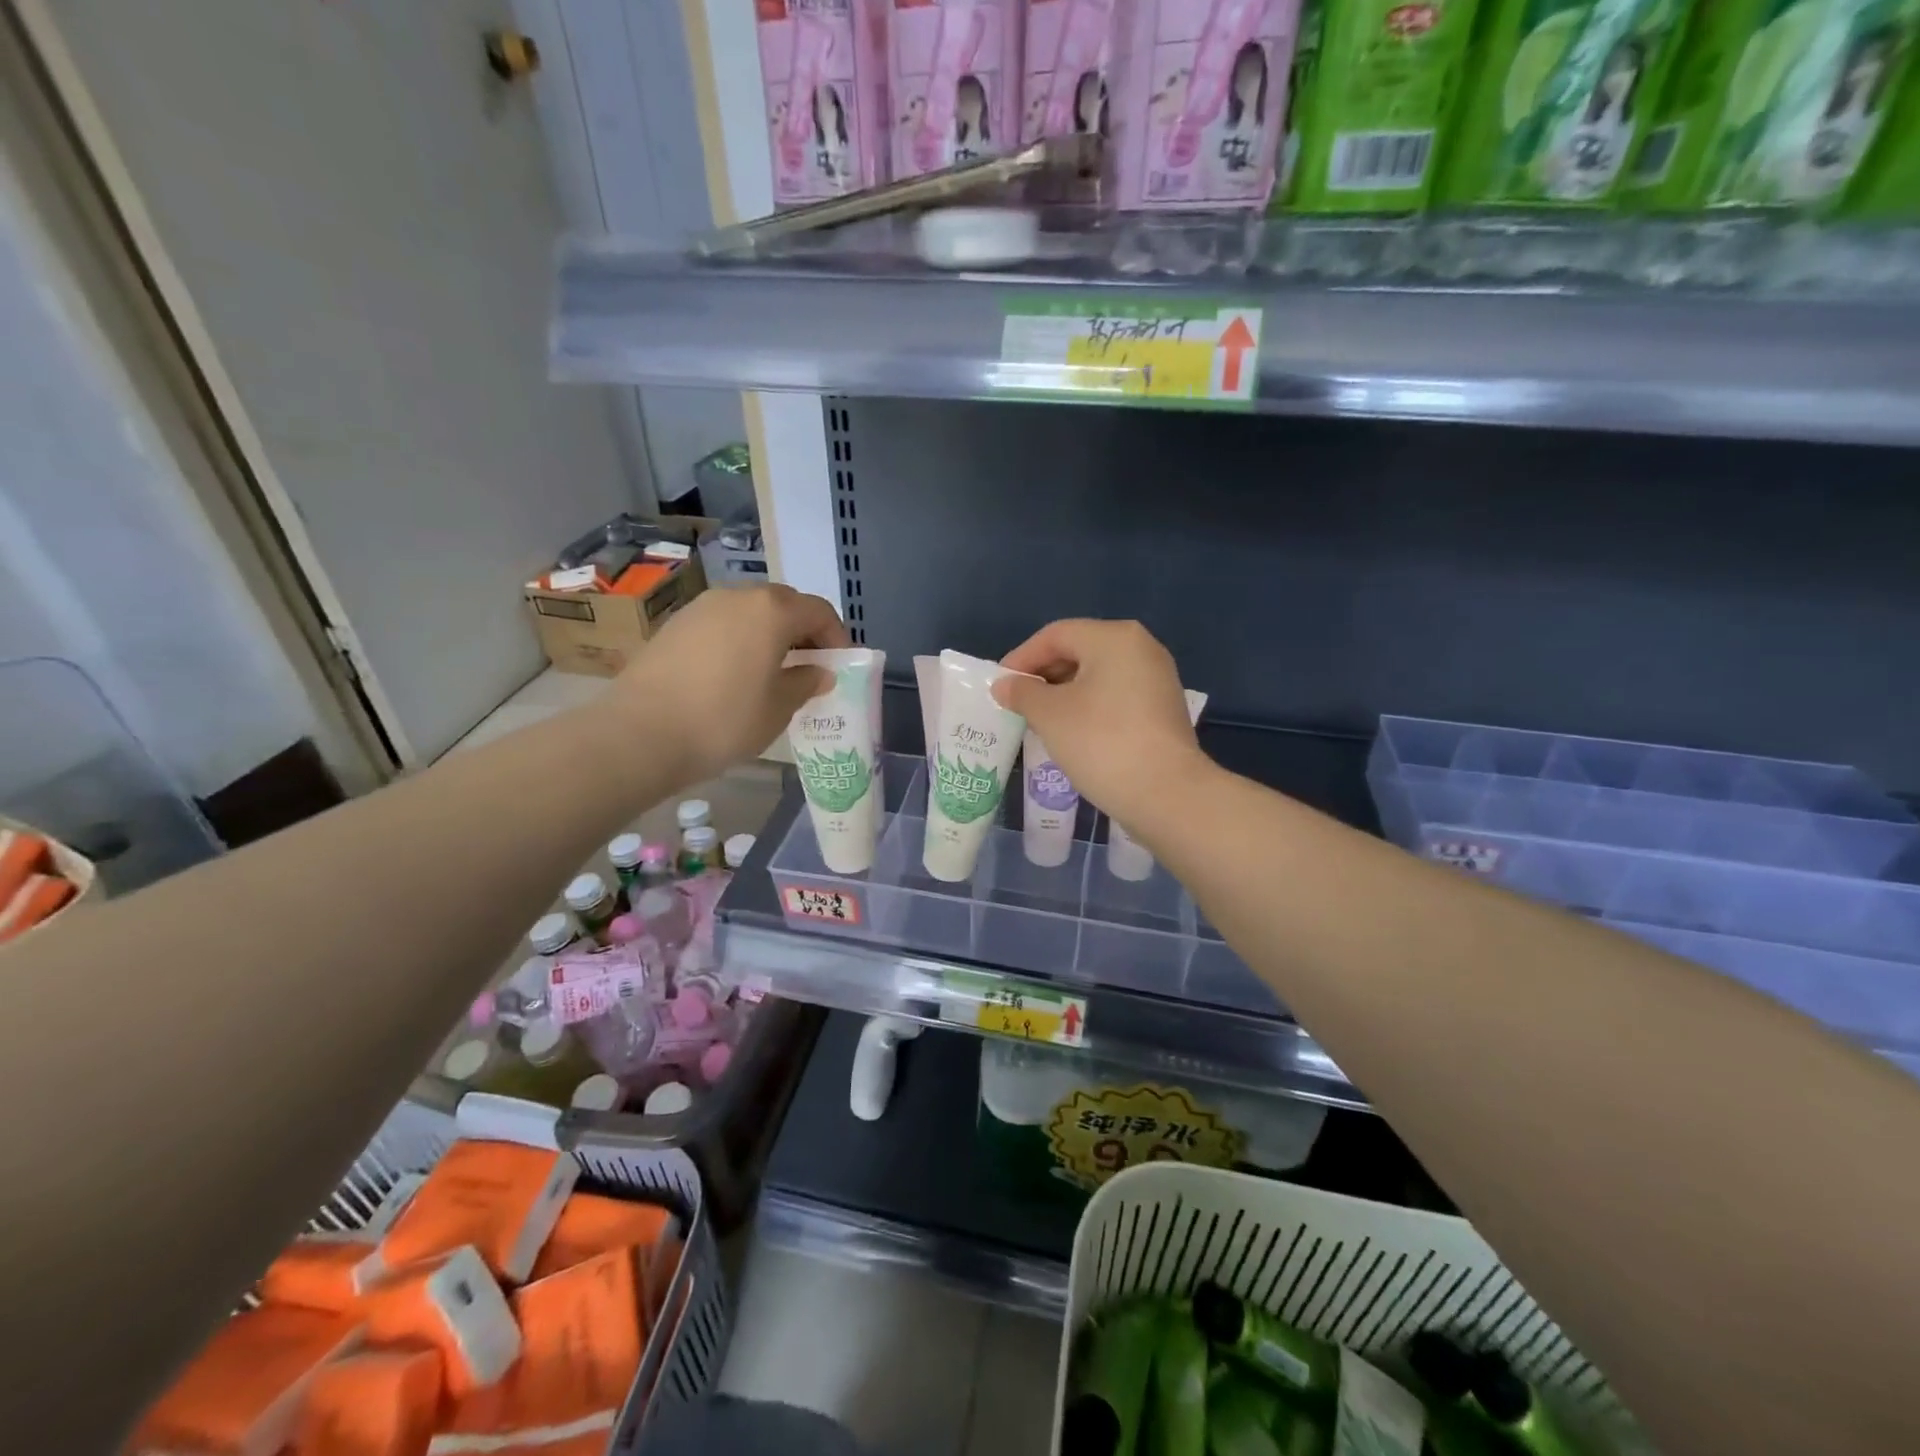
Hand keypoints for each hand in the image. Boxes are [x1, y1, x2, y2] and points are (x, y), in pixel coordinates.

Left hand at [611, 585, 848, 786]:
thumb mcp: (778, 708)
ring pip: (750, 611)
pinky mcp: (675, 624)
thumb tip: (820, 672)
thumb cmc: (724, 720)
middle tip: (810, 666)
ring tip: (774, 670)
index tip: (840, 665)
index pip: (819, 612)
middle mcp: (738, 596)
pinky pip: (722, 623)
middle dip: (804, 631)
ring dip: (770, 633)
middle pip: (784, 604)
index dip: (837, 637)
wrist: (640, 733)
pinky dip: (740, 639)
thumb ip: (805, 682)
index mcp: (772, 611)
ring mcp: (702, 607)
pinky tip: (736, 673)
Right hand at [993, 619, 1205, 831]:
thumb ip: (1023, 693)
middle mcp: (1141, 648)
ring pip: (1098, 675)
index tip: (1000, 685)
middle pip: (1079, 650)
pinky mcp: (1163, 709)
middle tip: (1017, 703)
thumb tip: (1004, 685)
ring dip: (1064, 693)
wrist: (1166, 794)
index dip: (1022, 657)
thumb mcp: (1050, 715)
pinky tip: (1072, 732)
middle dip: (1044, 675)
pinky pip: (1116, 696)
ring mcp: (1158, 678)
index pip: (1056, 635)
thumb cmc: (1101, 742)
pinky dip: (1089, 706)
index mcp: (1114, 638)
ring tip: (1039, 719)